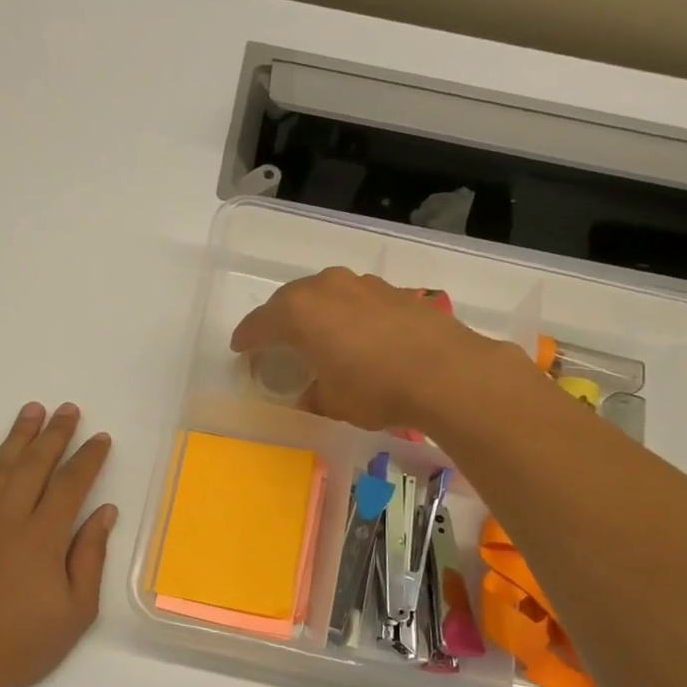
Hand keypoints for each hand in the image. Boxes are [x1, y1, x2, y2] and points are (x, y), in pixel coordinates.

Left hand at [0, 403, 117, 686]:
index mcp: (42, 539)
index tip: (101, 439)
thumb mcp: (75, 611)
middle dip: (54, 435)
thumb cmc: (23, 645)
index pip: (71, 485)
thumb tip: (105, 512)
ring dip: (17, 437)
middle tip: (68, 410)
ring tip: (32, 410)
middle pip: (34, 466)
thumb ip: (90, 557)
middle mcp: (8, 521)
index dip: (88, 459)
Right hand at [230, 268, 514, 432]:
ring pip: (325, 293)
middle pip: (289, 300)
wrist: (446, 372)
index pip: (260, 323)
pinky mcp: (393, 291)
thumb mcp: (332, 402)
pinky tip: (356, 335)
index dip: (247, 338)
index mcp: (299, 313)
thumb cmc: (375, 388)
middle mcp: (326, 288)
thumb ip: (313, 394)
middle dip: (278, 320)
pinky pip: (355, 299)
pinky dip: (346, 314)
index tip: (240, 349)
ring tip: (316, 335)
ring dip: (315, 312)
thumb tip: (312, 392)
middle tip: (274, 341)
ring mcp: (362, 285)